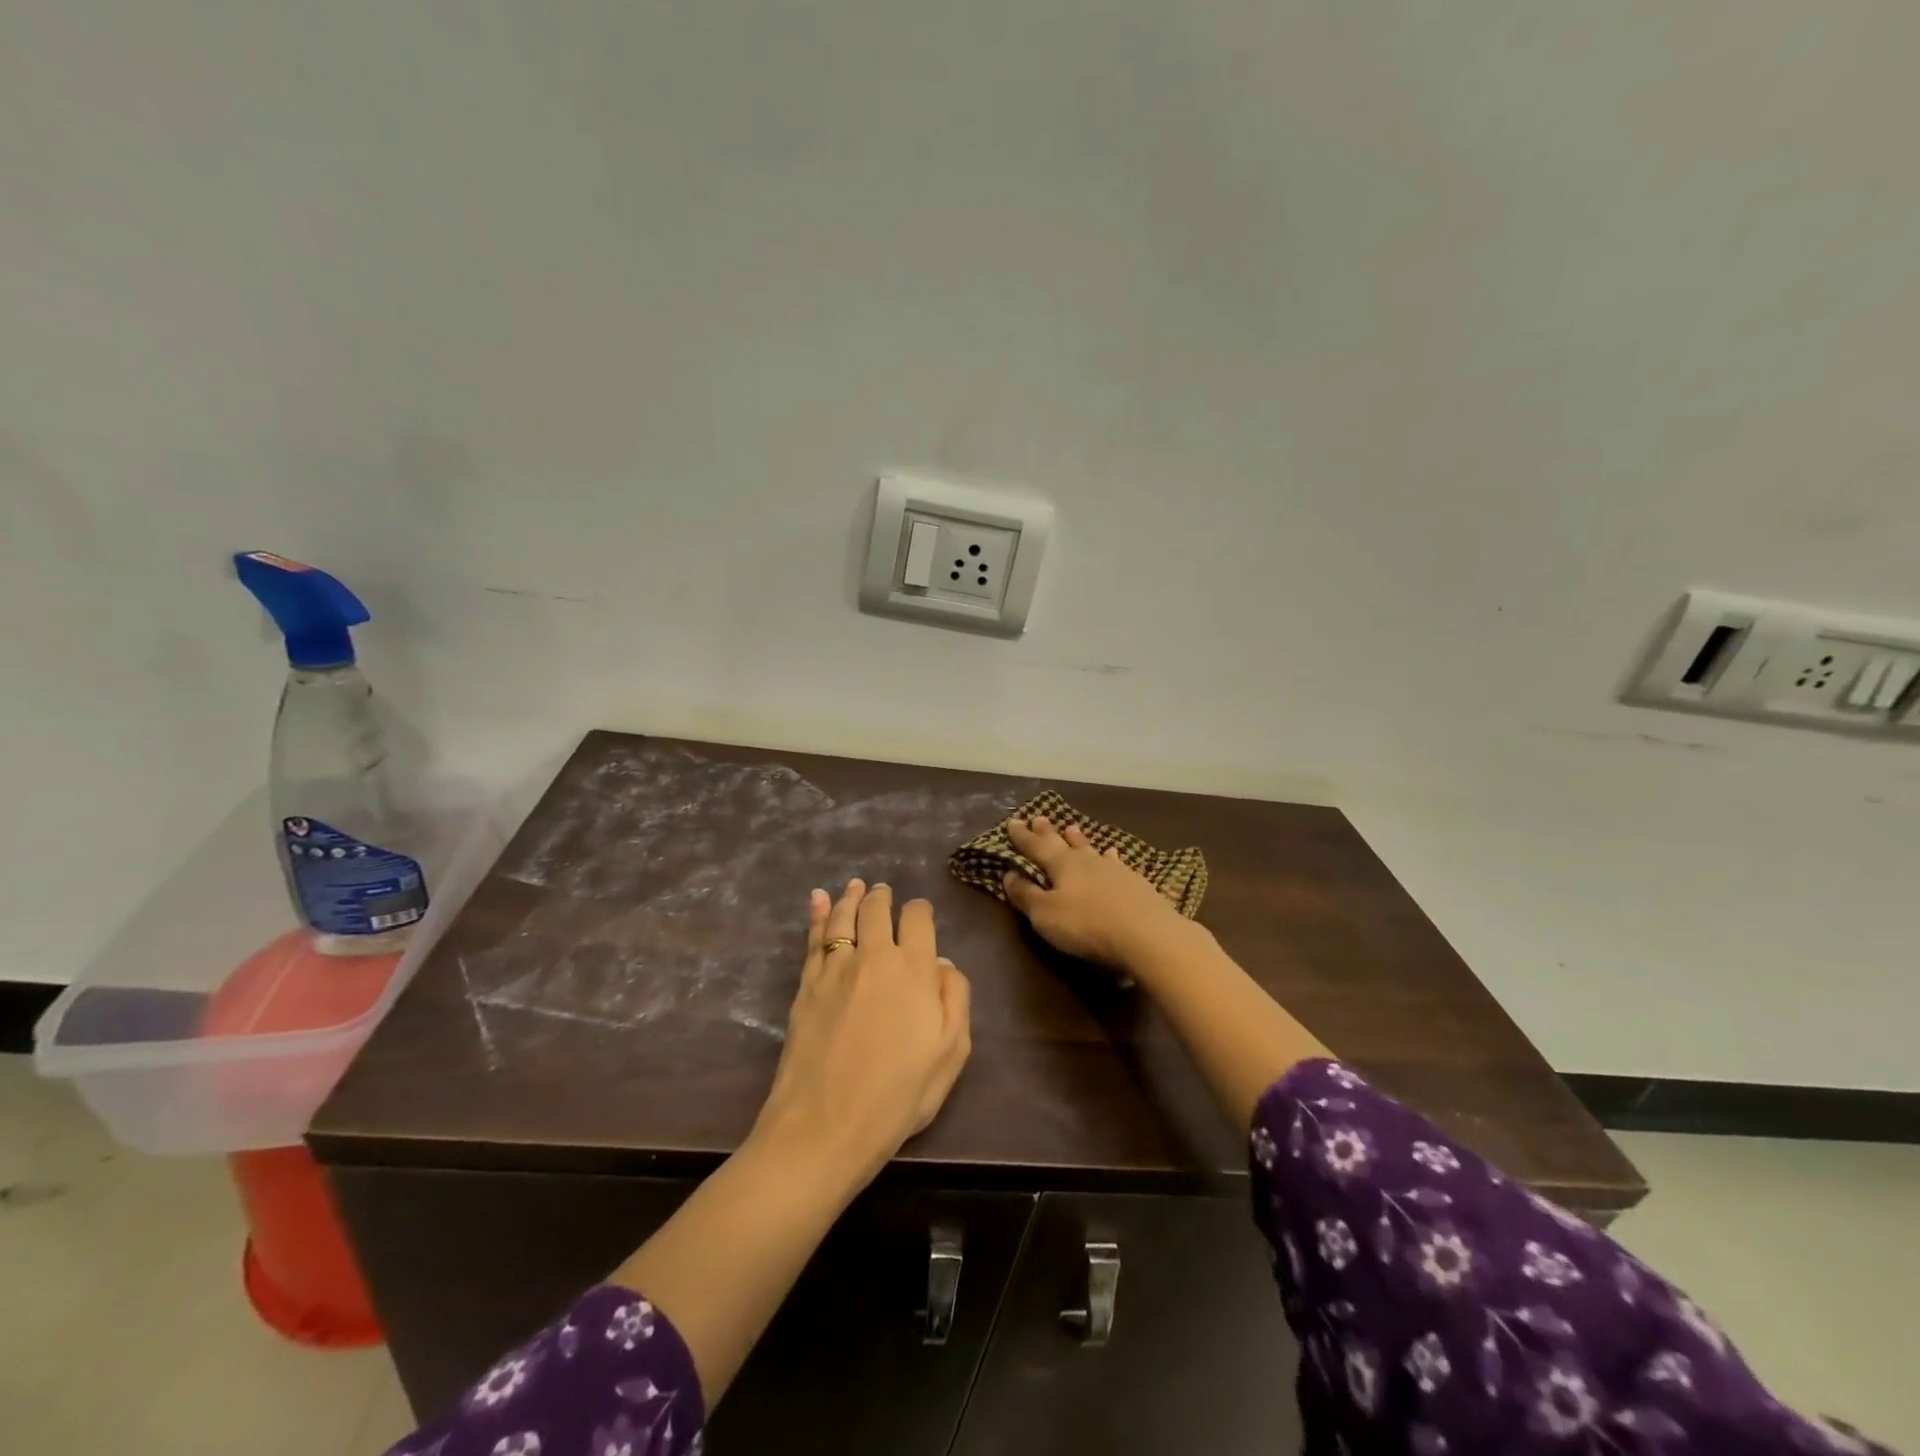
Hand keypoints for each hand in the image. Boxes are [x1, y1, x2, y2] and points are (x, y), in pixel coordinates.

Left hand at [753, 880, 971, 1183]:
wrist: (826, 1124)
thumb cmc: (898, 1095)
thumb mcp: (950, 1053)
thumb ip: (954, 999)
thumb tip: (942, 964)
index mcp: (913, 969)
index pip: (918, 919)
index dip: (920, 910)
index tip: (920, 914)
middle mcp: (874, 957)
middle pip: (877, 911)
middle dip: (883, 897)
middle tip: (883, 891)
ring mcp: (835, 968)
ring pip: (843, 918)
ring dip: (851, 897)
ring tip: (855, 885)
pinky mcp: (806, 985)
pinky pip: (814, 938)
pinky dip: (817, 915)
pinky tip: (818, 900)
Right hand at [1001, 816, 1191, 971]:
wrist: (1148, 935)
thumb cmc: (1087, 925)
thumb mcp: (1045, 915)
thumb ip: (1026, 894)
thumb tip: (1009, 874)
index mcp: (1061, 865)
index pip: (1036, 847)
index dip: (1022, 837)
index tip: (1012, 822)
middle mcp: (1086, 860)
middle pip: (1063, 842)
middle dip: (1048, 832)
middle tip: (1039, 818)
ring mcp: (1114, 870)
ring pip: (1091, 849)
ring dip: (1079, 840)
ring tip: (1072, 828)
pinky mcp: (1135, 883)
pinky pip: (1116, 863)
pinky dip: (1109, 858)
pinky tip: (1112, 855)